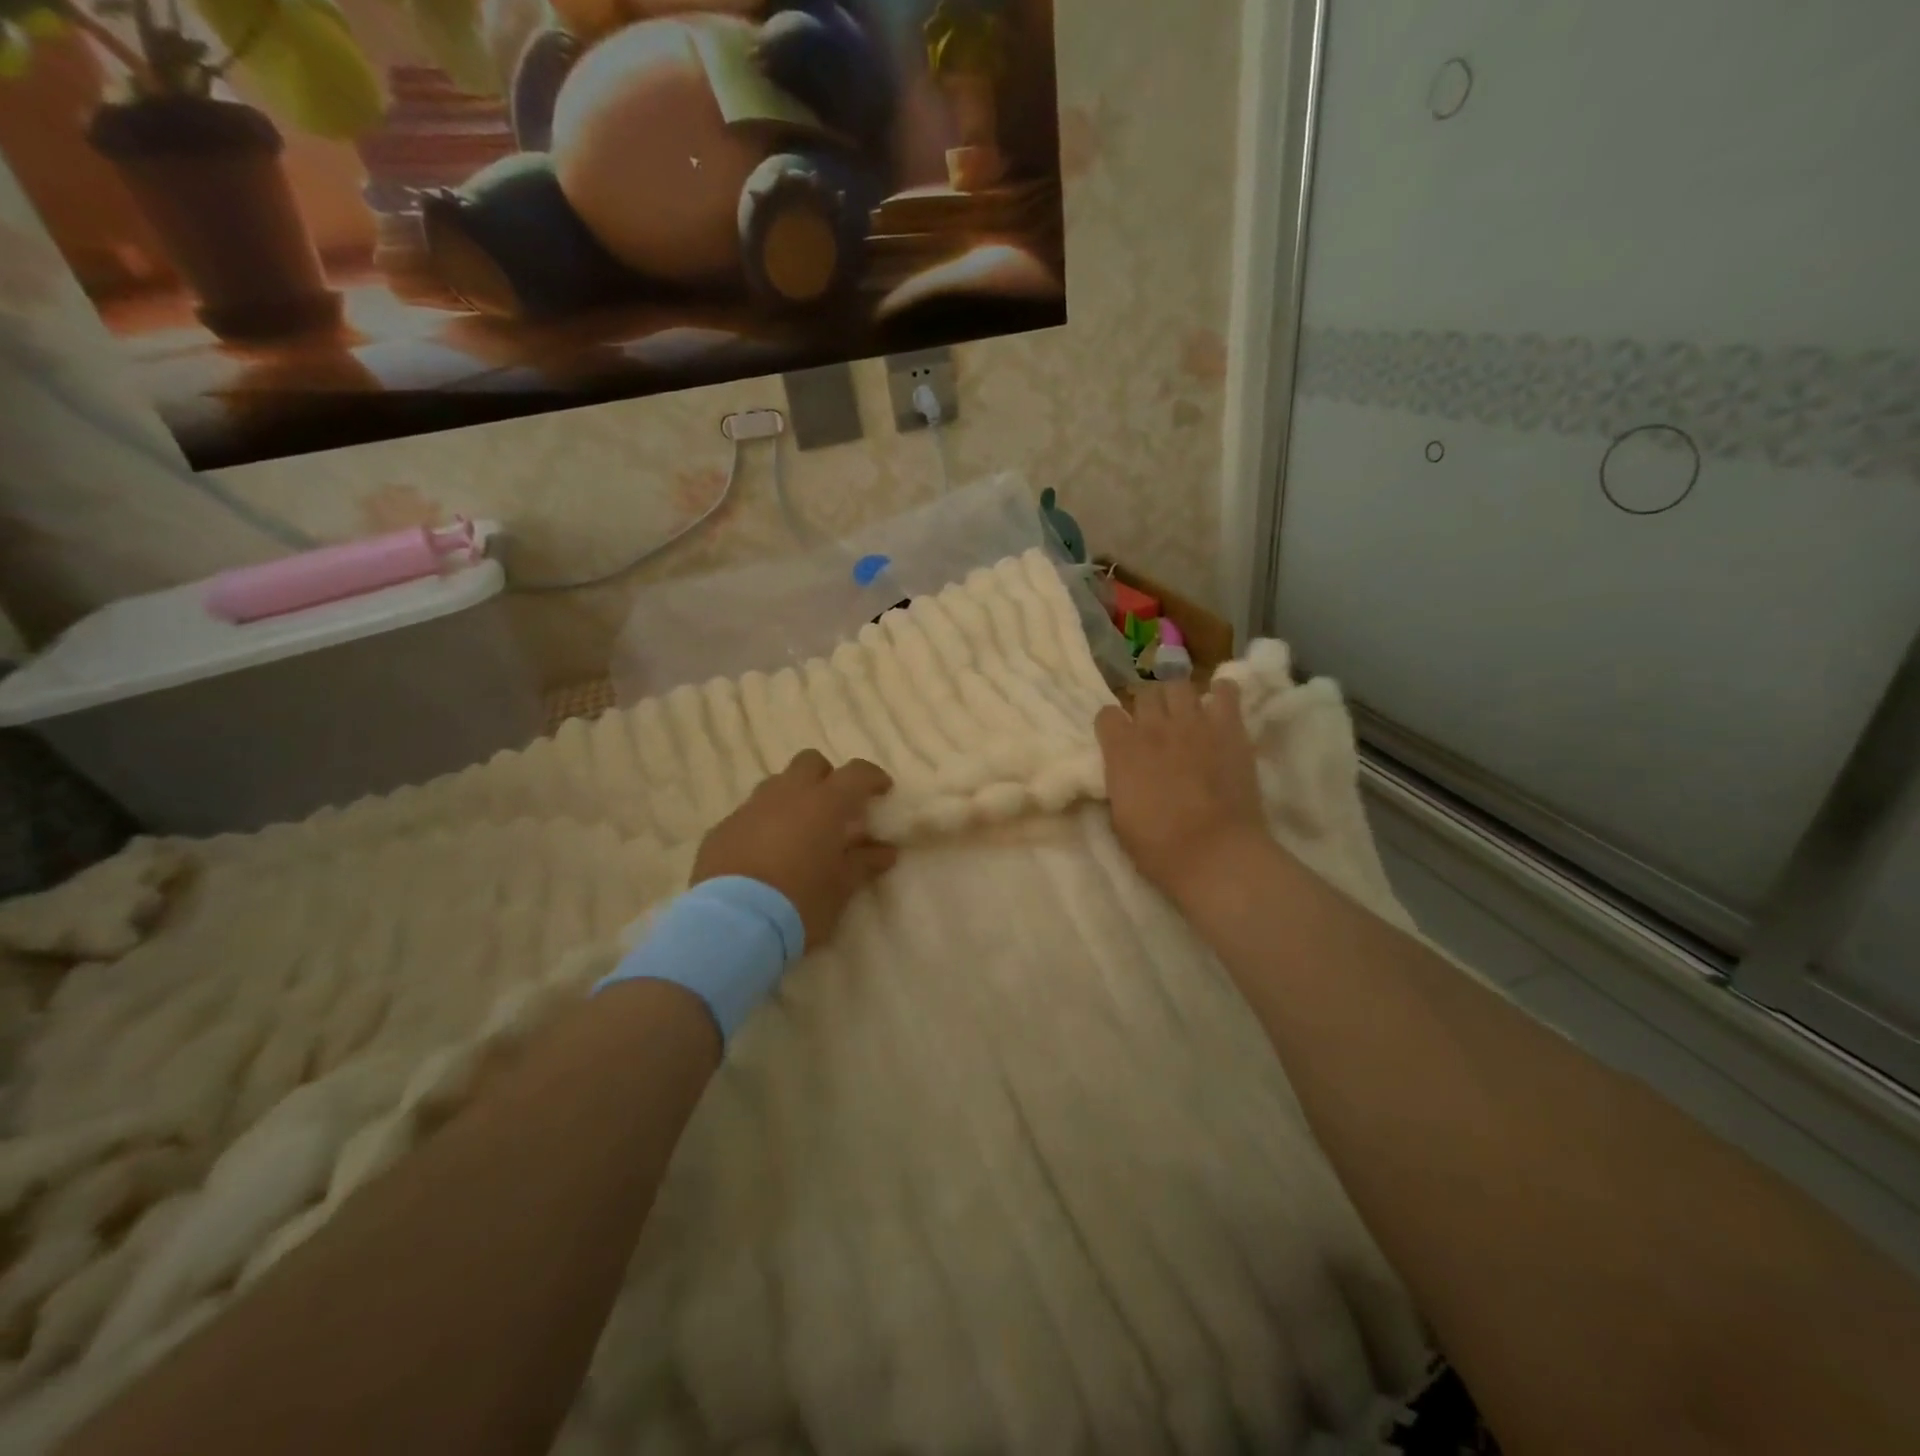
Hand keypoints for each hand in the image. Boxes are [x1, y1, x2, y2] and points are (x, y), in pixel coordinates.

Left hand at [691, 751, 897, 948]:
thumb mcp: (841, 888)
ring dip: (792, 799)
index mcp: (824, 803)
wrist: (733, 923)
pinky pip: (748, 814)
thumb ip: (864, 863)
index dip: (872, 778)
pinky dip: (763, 824)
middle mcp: (787, 794)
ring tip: (798, 832)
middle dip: (826, 777)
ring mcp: (750, 808)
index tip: (882, 791)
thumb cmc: (800, 902)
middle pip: (810, 762)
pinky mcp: (721, 829)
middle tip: (834, 808)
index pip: (856, 773)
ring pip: (776, 785)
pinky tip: (764, 855)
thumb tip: (886, 851)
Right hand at [1095, 680, 1267, 901]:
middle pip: (1144, 693)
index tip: (1120, 739)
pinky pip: (1226, 691)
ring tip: (1187, 715)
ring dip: (1179, 698)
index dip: (1113, 726)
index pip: (1106, 714)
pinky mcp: (1229, 727)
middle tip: (1156, 727)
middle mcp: (1153, 726)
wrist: (1213, 853)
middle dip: (1147, 708)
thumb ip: (1119, 783)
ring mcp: (1193, 722)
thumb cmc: (1158, 847)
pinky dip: (1222, 694)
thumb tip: (1123, 773)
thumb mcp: (1119, 817)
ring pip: (1179, 685)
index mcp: (1121, 749)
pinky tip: (1220, 706)